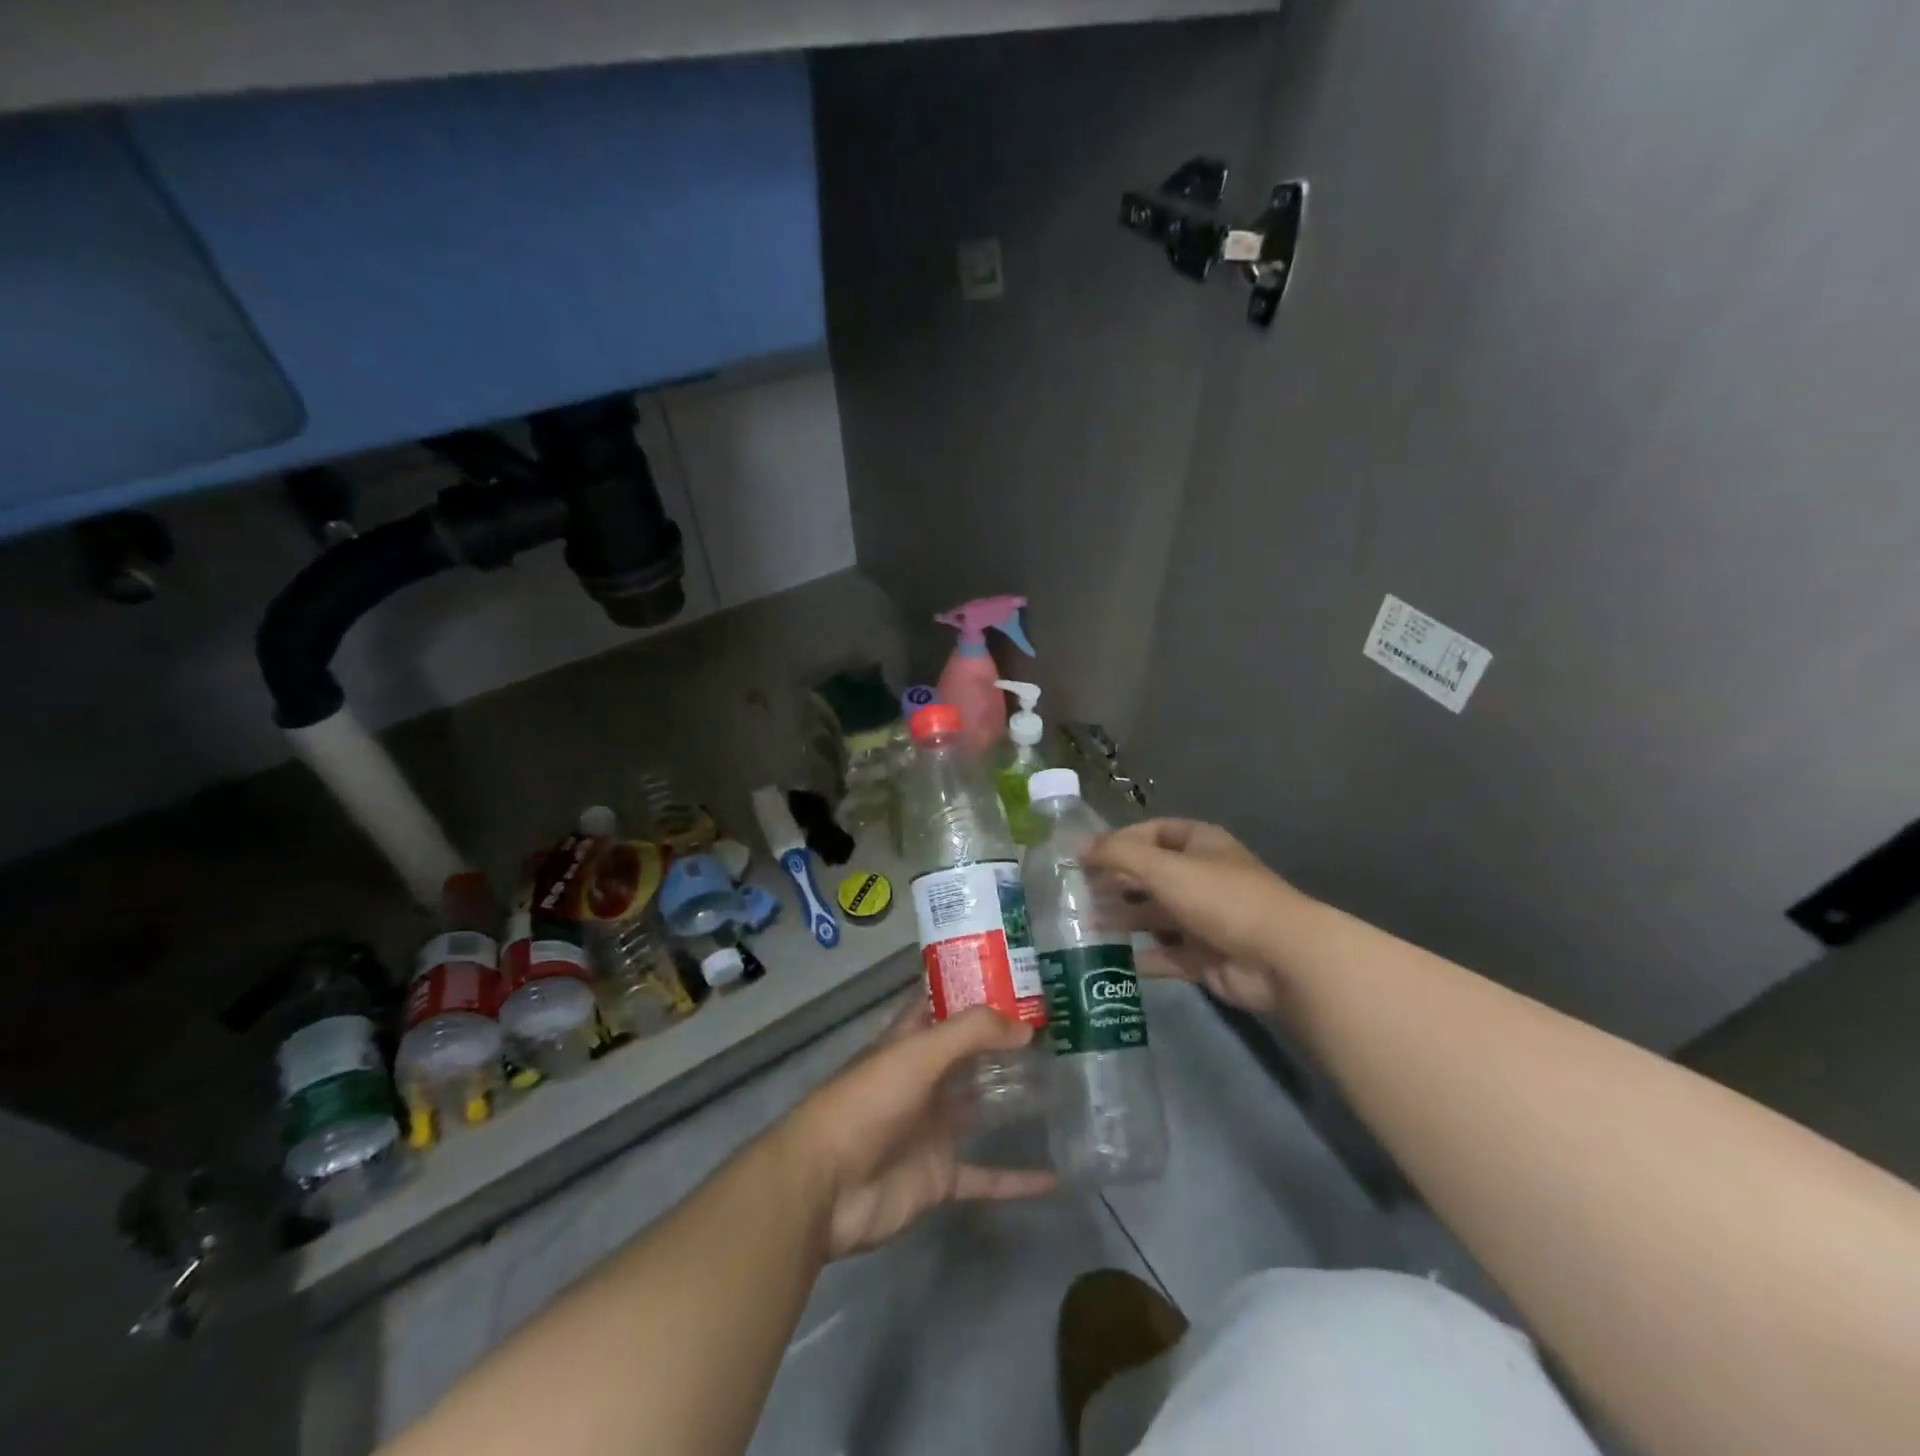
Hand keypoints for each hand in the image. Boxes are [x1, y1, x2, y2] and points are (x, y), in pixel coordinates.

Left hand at [783, 1004, 1056, 1259]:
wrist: (825, 1187)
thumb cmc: (867, 1103)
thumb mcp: (918, 1054)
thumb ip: (971, 1034)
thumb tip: (1026, 1026)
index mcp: (911, 1043)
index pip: (945, 1005)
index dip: (977, 990)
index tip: (1021, 979)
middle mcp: (925, 1080)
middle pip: (970, 1056)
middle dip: (1006, 1044)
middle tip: (1059, 1033)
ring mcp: (933, 1129)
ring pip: (982, 1109)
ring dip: (1015, 1101)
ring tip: (1064, 1088)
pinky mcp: (939, 1176)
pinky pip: (985, 1176)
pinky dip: (1016, 1179)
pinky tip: (1053, 1177)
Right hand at [1089, 818, 1298, 1015]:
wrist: (1280, 957)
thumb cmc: (1220, 898)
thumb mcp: (1163, 867)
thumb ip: (1118, 855)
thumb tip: (1079, 847)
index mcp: (1200, 844)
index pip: (1153, 832)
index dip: (1120, 841)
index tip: (1085, 856)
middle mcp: (1202, 877)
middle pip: (1151, 875)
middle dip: (1116, 882)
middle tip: (1078, 892)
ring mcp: (1205, 919)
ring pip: (1156, 916)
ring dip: (1124, 919)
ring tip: (1086, 924)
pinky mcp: (1206, 957)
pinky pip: (1167, 954)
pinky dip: (1142, 957)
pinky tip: (1112, 959)